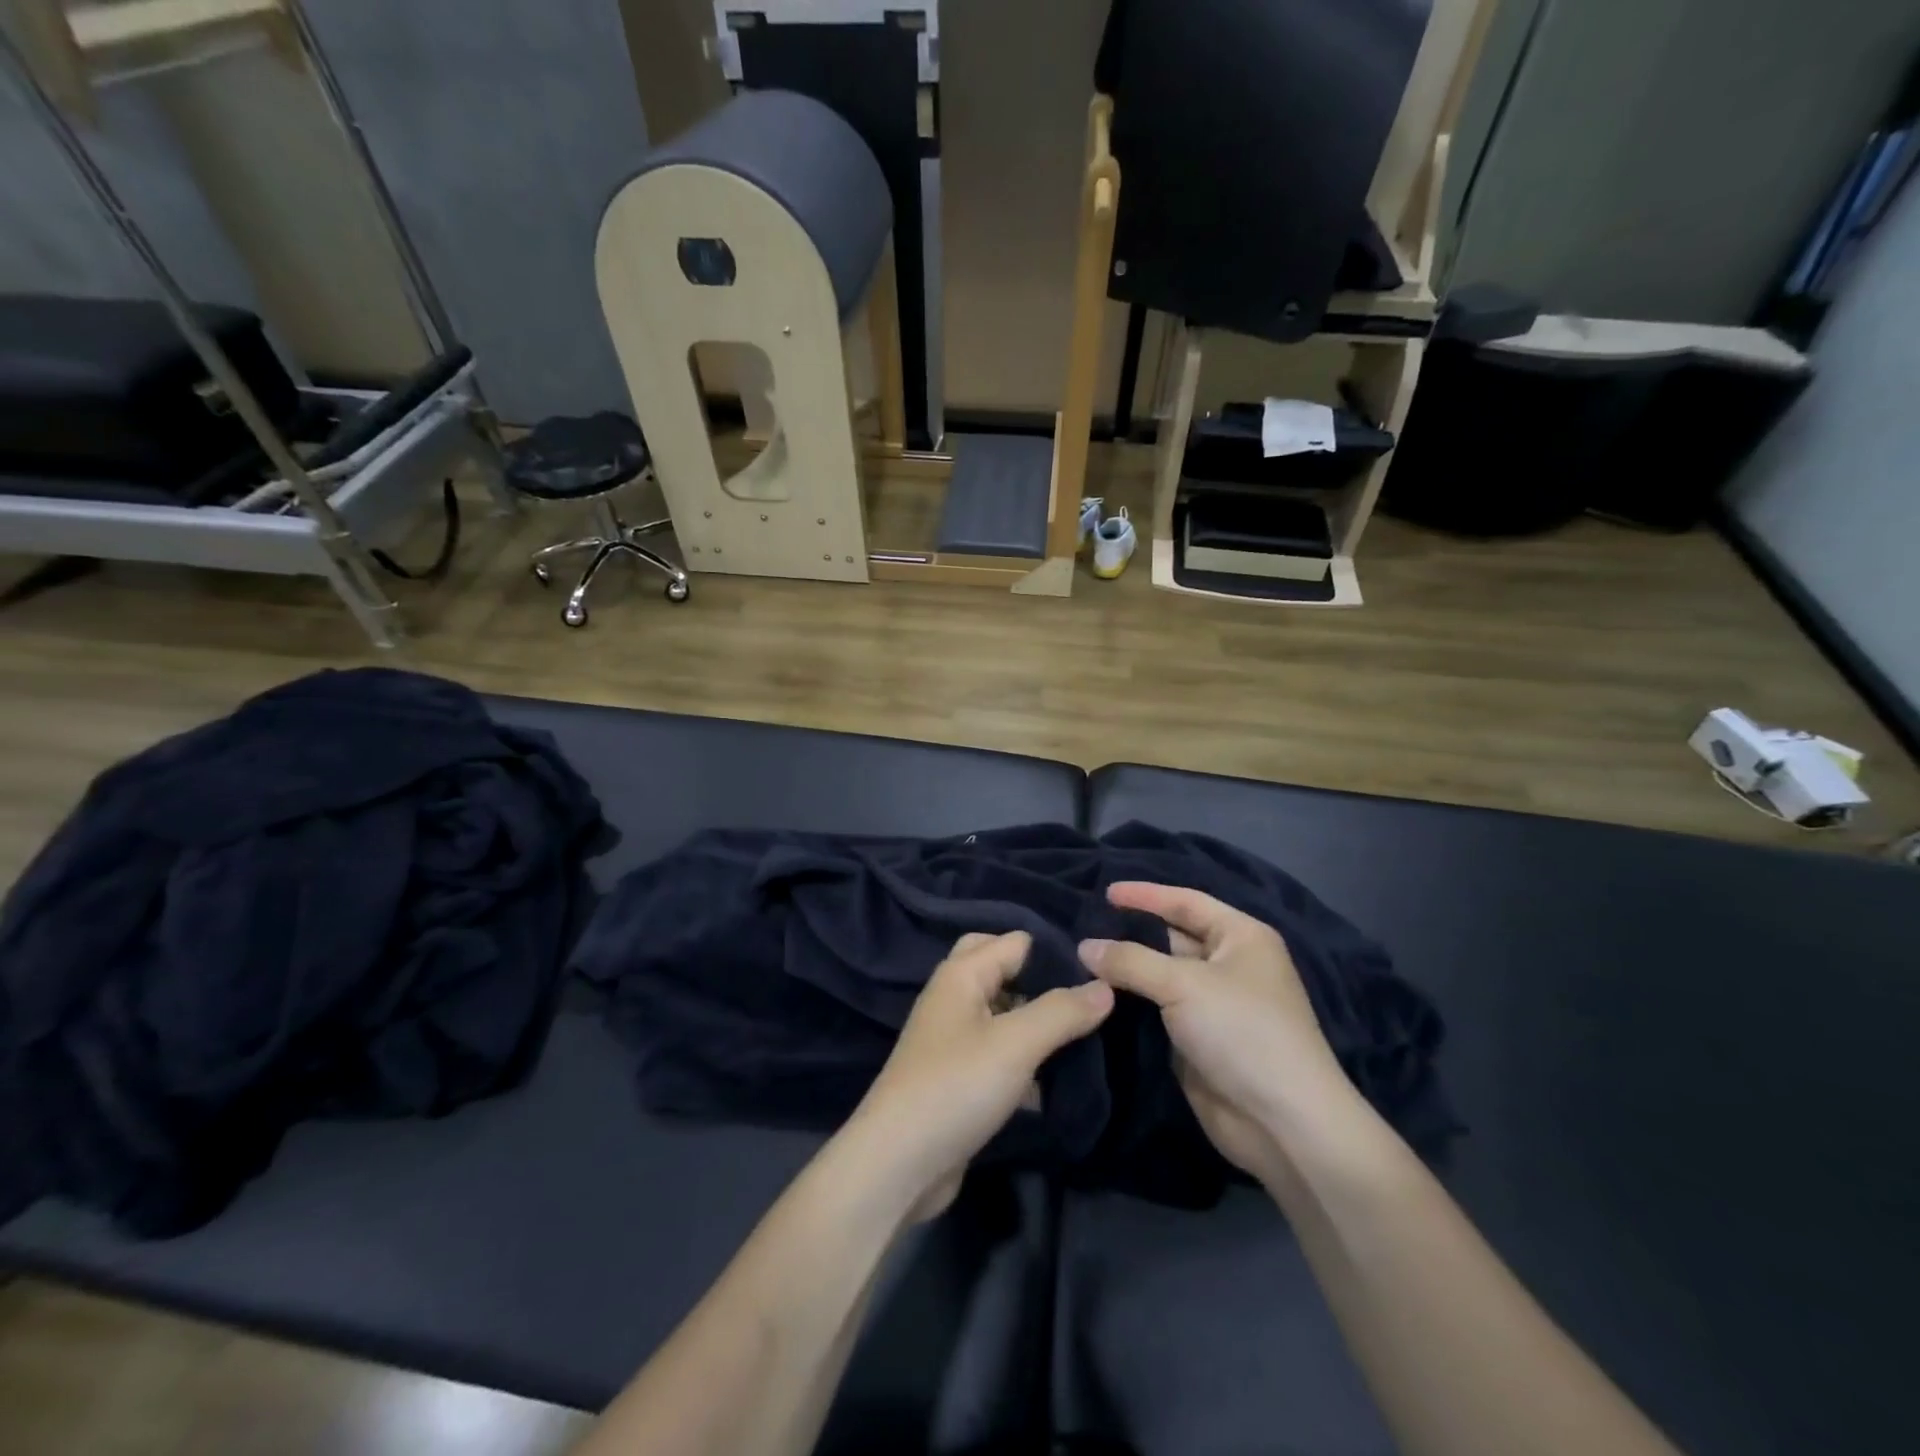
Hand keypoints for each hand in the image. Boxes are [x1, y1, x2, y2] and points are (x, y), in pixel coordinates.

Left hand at [841, 931, 1114, 1222]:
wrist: (897, 1164)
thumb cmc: (956, 1087)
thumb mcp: (1016, 1044)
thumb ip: (1062, 1012)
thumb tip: (1106, 986)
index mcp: (961, 974)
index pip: (1016, 941)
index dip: (1056, 952)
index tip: (1102, 971)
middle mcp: (954, 997)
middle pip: (1004, 972)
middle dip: (1044, 984)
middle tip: (1088, 1002)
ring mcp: (954, 1039)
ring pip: (1004, 1015)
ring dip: (1038, 1023)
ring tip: (1090, 1035)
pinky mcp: (958, 1078)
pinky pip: (999, 1054)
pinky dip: (1026, 1060)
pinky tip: (1059, 1079)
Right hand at [1079, 883, 1359, 1188]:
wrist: (1281, 1122)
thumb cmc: (1241, 1031)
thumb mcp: (1183, 984)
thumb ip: (1130, 960)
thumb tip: (1084, 947)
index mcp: (1241, 937)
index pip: (1186, 902)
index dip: (1146, 895)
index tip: (1105, 892)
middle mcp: (1229, 964)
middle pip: (1171, 937)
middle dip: (1131, 933)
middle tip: (1082, 927)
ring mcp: (1213, 1004)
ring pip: (1160, 975)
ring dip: (1126, 969)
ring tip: (1078, 957)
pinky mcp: (1197, 1039)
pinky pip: (1157, 1009)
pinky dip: (1130, 1001)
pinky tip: (1095, 994)